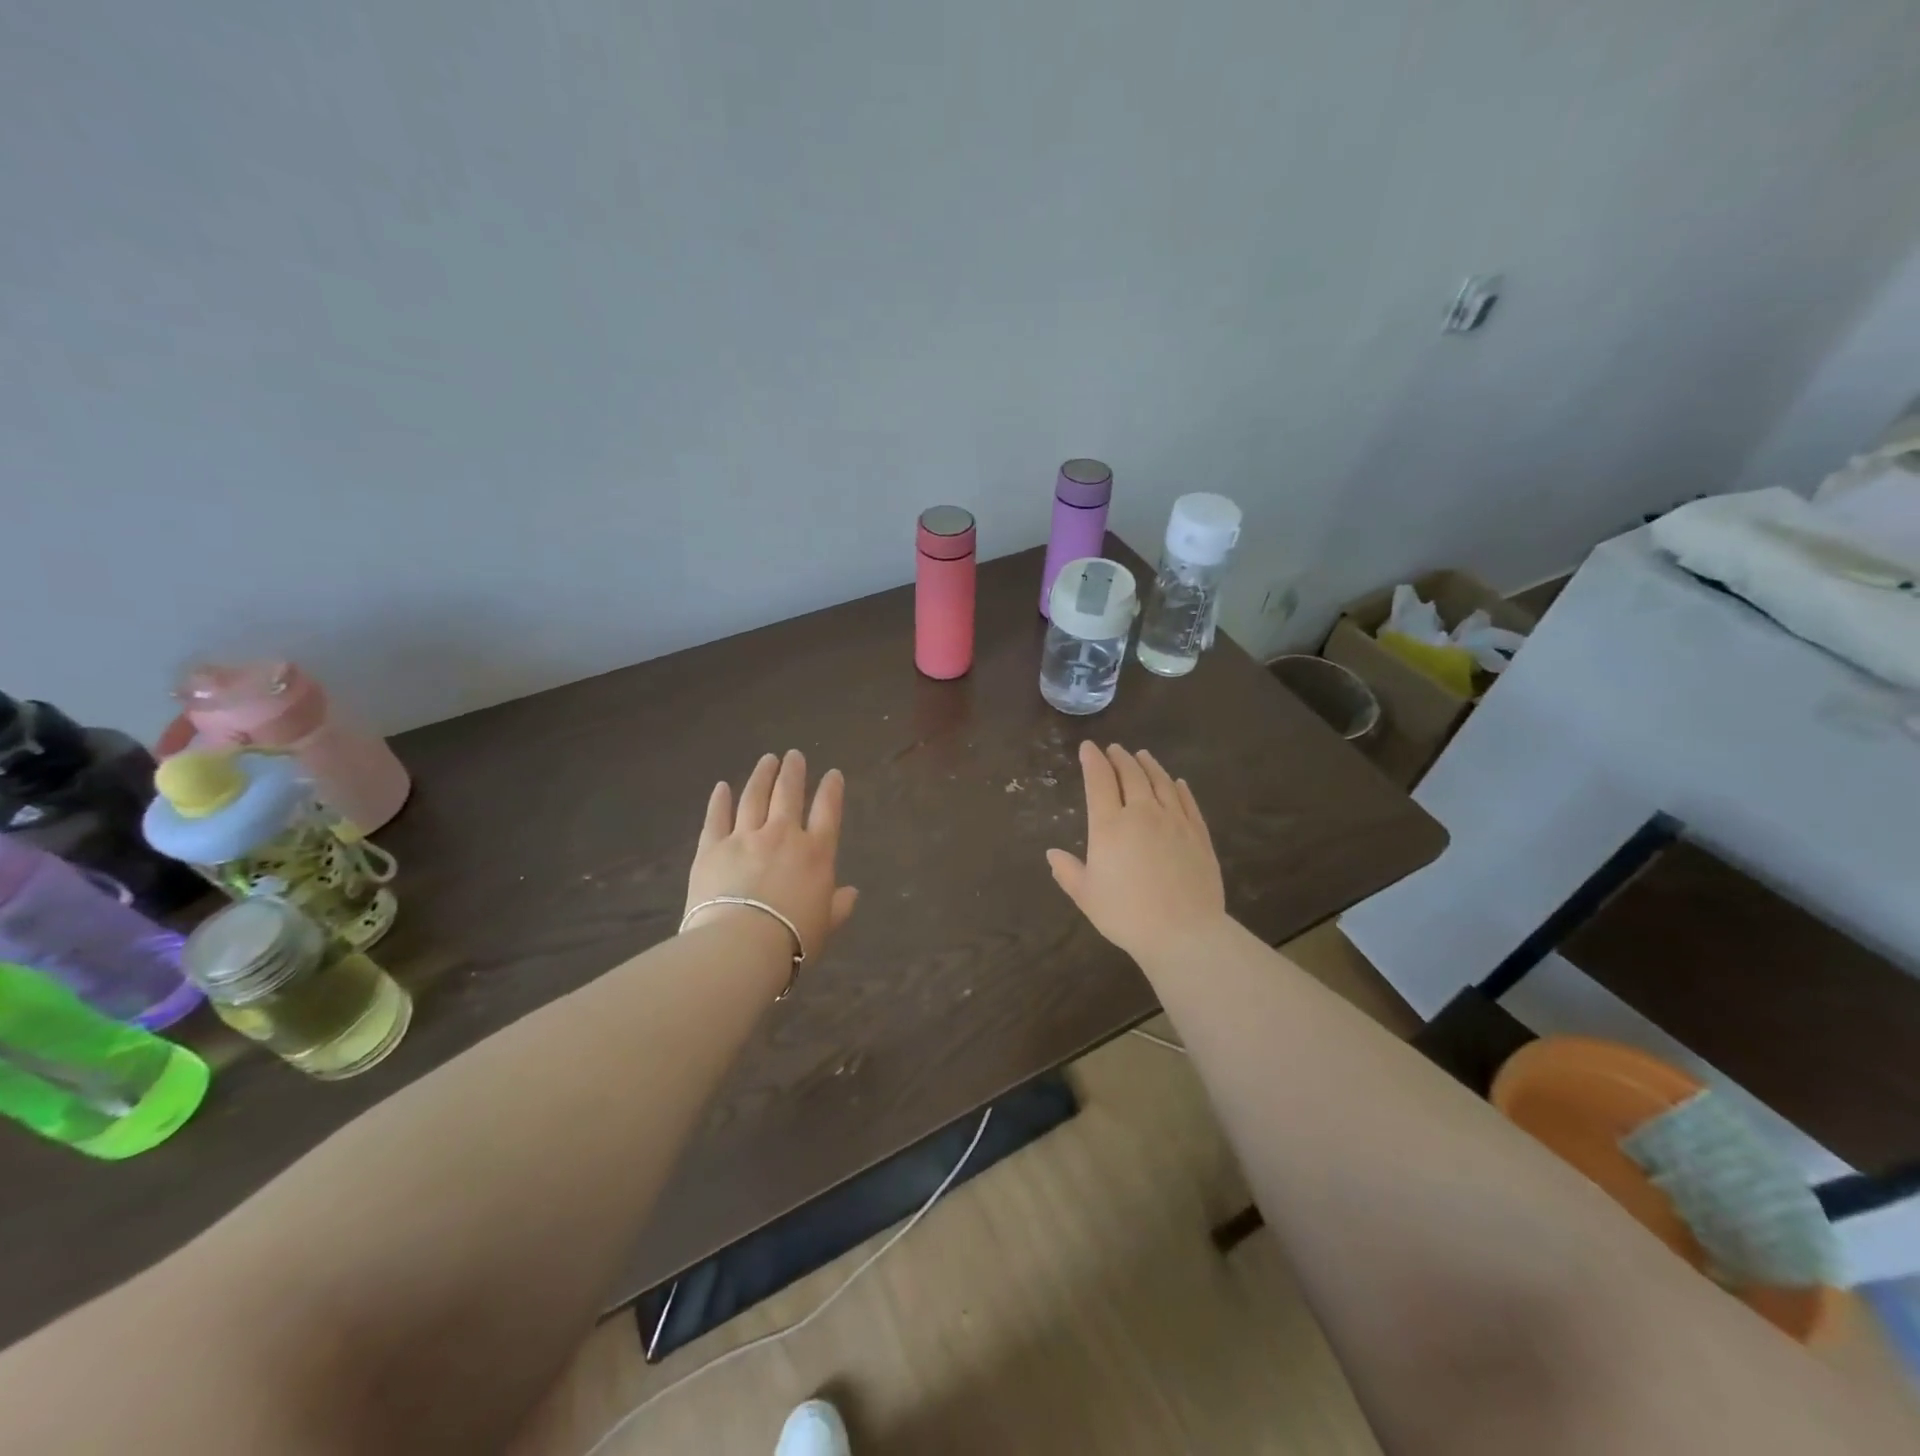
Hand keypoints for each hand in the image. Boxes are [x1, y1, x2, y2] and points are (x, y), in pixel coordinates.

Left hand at [683, 750, 858, 958]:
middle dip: (793, 772)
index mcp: (816, 853)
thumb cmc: (793, 940)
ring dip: (762, 776)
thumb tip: (852, 893)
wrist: (741, 945)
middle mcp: (783, 836)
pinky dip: (719, 800)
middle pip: (788, 794)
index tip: (833, 774)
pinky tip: (721, 787)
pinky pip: (716, 817)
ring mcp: (745, 837)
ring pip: (754, 797)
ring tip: (767, 759)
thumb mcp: (826, 925)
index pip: (828, 812)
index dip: (832, 790)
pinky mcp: (712, 848)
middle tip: (794, 755)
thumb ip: (839, 906)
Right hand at [1047, 742, 1226, 964]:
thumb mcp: (1086, 896)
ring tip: (1142, 755)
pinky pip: (1187, 801)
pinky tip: (1176, 782)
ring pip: (1160, 782)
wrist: (1183, 932)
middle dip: (1119, 758)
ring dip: (1149, 765)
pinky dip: (1178, 787)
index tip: (1087, 747)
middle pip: (1130, 775)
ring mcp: (1174, 821)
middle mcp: (1142, 813)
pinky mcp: (1198, 834)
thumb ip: (1068, 871)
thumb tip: (1052, 854)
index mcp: (1109, 825)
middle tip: (1114, 749)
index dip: (1092, 761)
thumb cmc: (1126, 914)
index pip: (1098, 781)